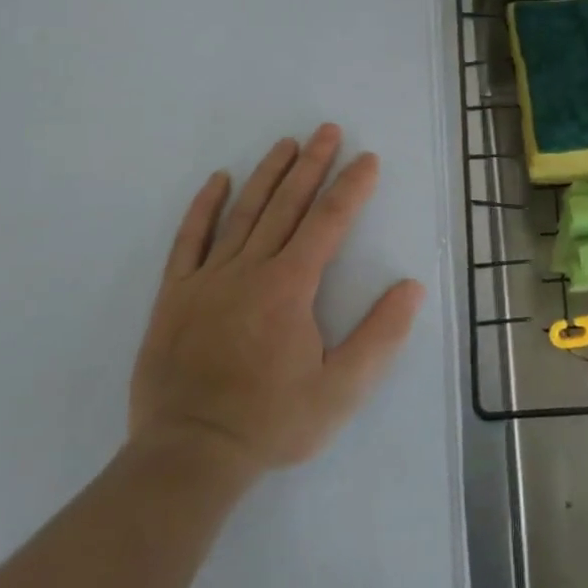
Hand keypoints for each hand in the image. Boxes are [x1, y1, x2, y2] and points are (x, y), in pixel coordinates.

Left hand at [127, 124, 423, 475]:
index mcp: (290, 287)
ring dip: (268, 174)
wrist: (188, 456)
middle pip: (287, 205)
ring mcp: (208, 278)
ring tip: (287, 144)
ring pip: (244, 213)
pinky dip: (204, 207)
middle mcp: (250, 269)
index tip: (367, 159)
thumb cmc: (271, 422)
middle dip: (312, 165)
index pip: (328, 222)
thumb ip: (380, 336)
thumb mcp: (341, 391)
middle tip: (328, 130)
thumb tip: (411, 286)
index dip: (351, 187)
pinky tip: (218, 181)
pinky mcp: (176, 294)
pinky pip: (190, 240)